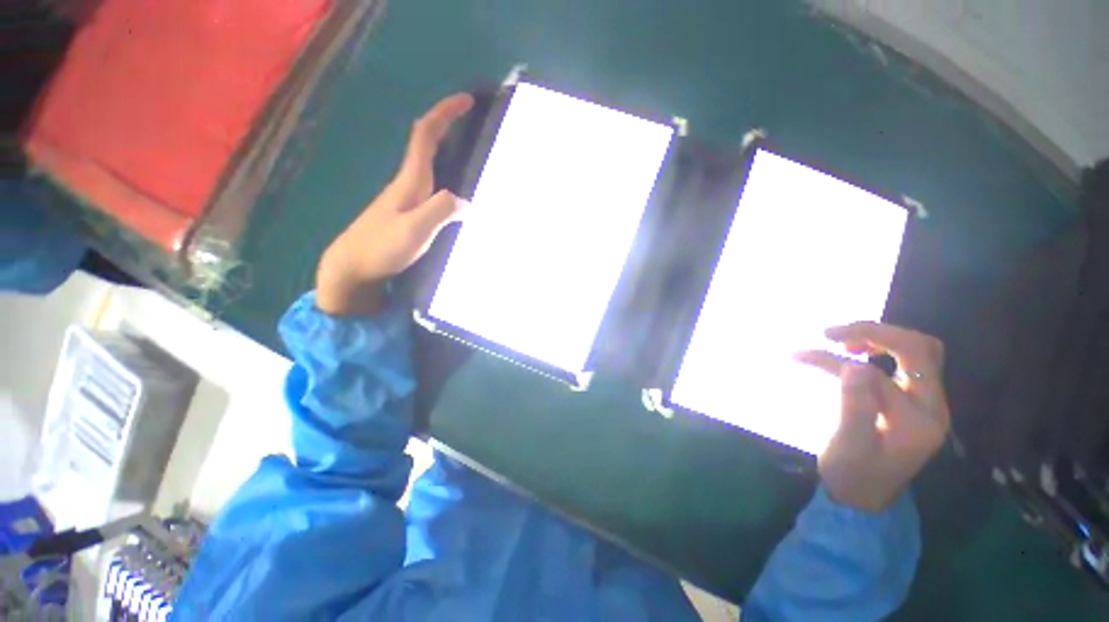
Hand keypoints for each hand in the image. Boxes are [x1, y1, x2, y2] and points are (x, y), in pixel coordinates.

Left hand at [316, 93, 474, 314]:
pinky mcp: (407, 213)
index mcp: (410, 180)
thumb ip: (441, 211)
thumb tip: (467, 200)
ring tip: (472, 155)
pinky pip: (432, 187)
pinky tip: (458, 195)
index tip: (466, 100)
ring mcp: (406, 199)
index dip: (444, 113)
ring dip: (448, 151)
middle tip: (474, 124)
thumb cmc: (381, 247)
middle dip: (448, 126)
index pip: (426, 135)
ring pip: (429, 165)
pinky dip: (447, 178)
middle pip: (427, 144)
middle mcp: (408, 183)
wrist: (352, 268)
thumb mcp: (415, 230)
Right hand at [795, 322, 949, 512]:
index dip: (836, 362)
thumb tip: (855, 365)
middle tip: (831, 333)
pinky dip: (884, 346)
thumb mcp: (847, 446)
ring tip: (844, 339)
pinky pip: (910, 360)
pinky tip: (857, 350)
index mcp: (917, 422)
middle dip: (874, 333)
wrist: (866, 496)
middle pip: (919, 350)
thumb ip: (855, 407)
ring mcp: (928, 402)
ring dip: (881, 336)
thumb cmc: (853, 475)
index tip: (800, 355)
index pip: (879, 376)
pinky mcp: (916, 399)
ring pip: (919, 350)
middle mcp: (932, 407)